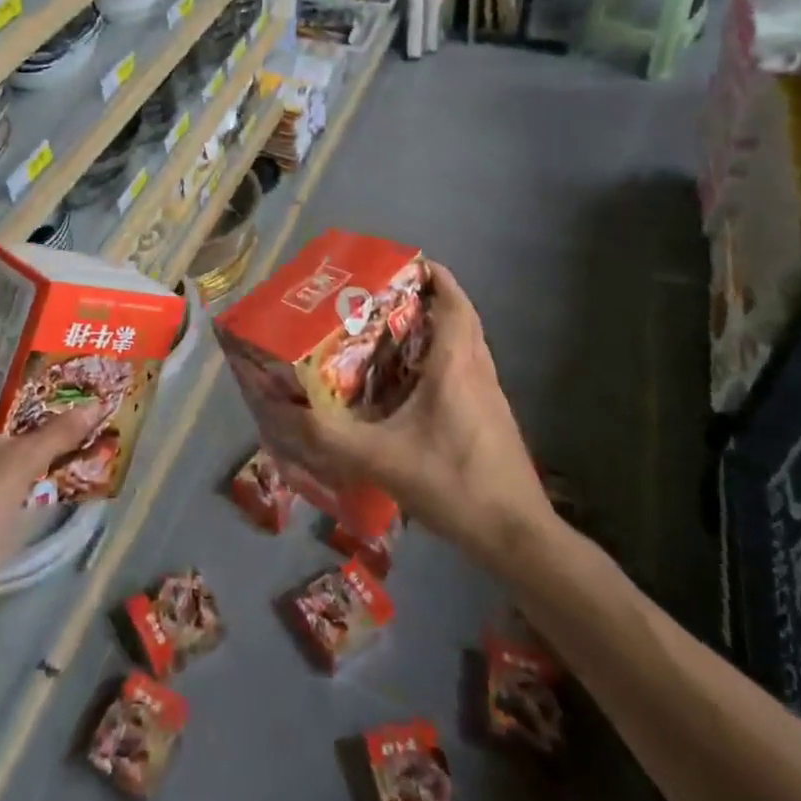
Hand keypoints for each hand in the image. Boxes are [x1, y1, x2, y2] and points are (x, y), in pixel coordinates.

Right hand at [245, 263, 554, 565]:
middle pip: (460, 318)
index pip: (454, 302)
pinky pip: (467, 371)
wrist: (517, 538)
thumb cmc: (453, 483)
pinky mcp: (493, 420)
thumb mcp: (380, 459)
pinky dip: (442, 360)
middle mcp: (477, 371)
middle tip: (385, 298)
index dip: (435, 275)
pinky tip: (412, 386)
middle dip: (428, 299)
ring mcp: (490, 397)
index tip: (405, 262)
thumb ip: (329, 436)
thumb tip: (284, 411)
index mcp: (455, 366)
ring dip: (436, 330)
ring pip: (466, 345)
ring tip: (391, 334)